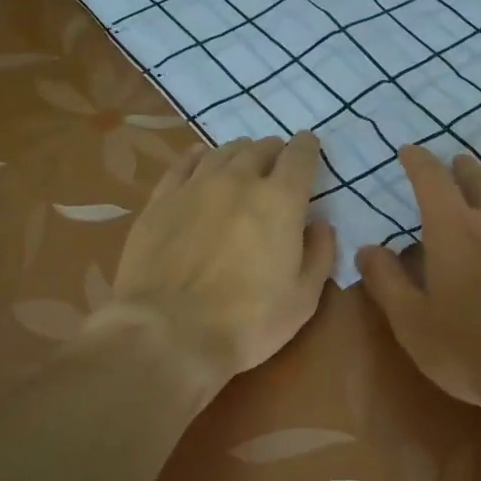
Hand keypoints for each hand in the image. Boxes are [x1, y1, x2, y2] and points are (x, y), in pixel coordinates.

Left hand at [88, 133, 336, 391]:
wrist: (169, 332)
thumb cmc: (248, 321)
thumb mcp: (303, 298)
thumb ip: (319, 254)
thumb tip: (320, 223)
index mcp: (280, 201)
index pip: (300, 156)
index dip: (308, 148)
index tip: (310, 147)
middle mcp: (238, 180)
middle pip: (260, 149)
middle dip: (274, 151)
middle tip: (277, 163)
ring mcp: (195, 187)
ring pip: (222, 152)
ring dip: (239, 153)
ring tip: (243, 161)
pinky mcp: (161, 201)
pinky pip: (183, 164)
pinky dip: (199, 157)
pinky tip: (201, 159)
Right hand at [356, 147, 480, 405]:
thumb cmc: (471, 351)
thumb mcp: (412, 324)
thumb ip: (386, 281)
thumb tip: (367, 249)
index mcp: (454, 229)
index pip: (431, 178)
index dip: (417, 160)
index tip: (409, 151)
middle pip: (479, 176)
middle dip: (460, 167)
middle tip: (453, 166)